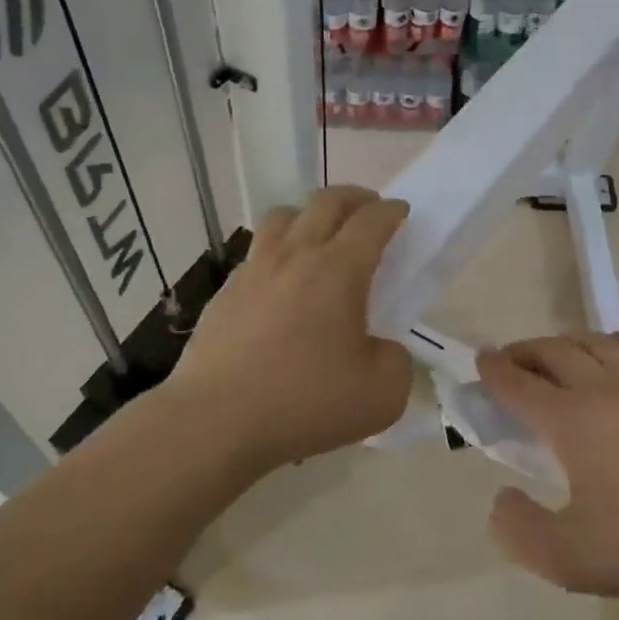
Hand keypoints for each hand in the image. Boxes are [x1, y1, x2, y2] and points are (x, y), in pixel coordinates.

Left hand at [172, 186, 413, 471]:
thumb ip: (396, 361)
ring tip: (321, 236)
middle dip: (356, 197)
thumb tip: (381, 348)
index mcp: (339, 270)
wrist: (215, 422)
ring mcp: (255, 269)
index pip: (372, 220)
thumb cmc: (305, 403)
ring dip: (311, 214)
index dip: (392, 211)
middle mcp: (296, 255)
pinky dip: (279, 250)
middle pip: (327, 200)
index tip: (402, 213)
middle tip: (370, 211)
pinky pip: (257, 251)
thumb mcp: (383, 395)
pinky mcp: (226, 291)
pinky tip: (282, 282)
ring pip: (284, 215)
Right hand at [479, 330, 618, 603]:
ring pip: (595, 341)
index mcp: (570, 421)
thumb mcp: (571, 560)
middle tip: (509, 358)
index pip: (519, 384)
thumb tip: (500, 499)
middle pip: (553, 352)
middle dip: (524, 350)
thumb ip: (519, 532)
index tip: (479, 358)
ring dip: (566, 341)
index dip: (494, 370)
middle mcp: (603, 387)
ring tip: (557, 352)